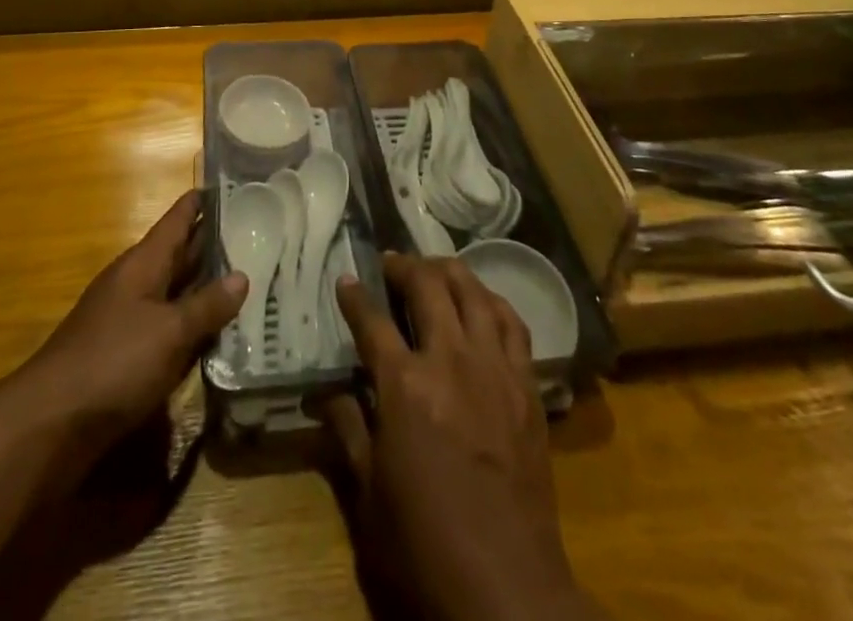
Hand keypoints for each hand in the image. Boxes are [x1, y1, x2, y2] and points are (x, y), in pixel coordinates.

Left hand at [11, 190, 246, 462]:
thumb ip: (206, 305)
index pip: (177, 220)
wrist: (49, 425)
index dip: (201, 202)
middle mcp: (135, 284)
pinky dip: (192, 324)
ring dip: (205, 285)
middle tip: (255, 230)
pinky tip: (217, 332)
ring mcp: (128, 320)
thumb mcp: (170, 331)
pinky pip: (168, 327)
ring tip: (248, 275)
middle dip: (211, 243)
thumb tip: (242, 276)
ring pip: (174, 292)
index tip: (231, 185)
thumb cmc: (114, 362)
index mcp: (143, 264)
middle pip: (178, 254)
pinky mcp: (125, 356)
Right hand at [324, 254, 598, 620]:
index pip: (372, 321)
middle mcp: (450, 361)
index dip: (354, 296)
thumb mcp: (369, 495)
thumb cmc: (425, 546)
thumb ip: (348, 431)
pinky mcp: (526, 385)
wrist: (507, 588)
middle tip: (390, 263)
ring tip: (433, 269)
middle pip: (427, 286)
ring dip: (449, 271)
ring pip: (473, 292)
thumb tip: (325, 394)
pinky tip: (482, 302)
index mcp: (404, 386)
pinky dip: (493, 301)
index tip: (345, 279)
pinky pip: (513, 324)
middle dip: (404, 266)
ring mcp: (494, 368)